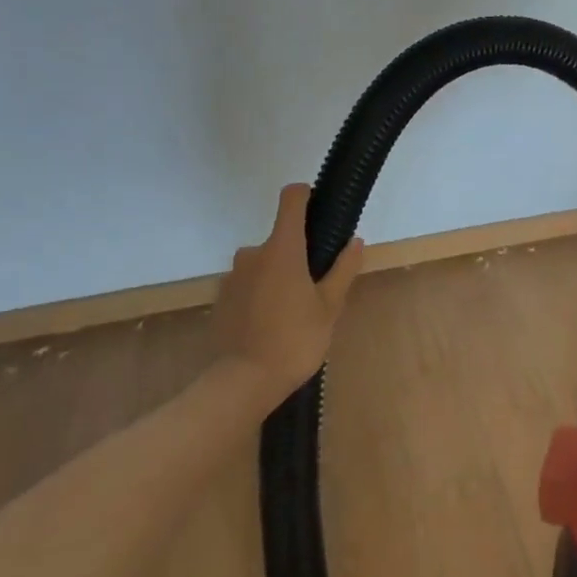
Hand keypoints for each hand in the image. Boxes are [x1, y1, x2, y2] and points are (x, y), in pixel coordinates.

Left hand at [212, 184, 363, 402]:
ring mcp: (232, 276)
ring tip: (293, 312)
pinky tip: (270, 324)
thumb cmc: (294, 340)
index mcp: (282, 249)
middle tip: (315, 288)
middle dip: (297, 255)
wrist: (242, 382)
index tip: (319, 208)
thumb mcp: (329, 307)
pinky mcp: (220, 298)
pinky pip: (247, 284)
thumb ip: (342, 269)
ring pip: (263, 264)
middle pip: (280, 239)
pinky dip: (260, 294)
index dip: (305, 195)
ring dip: (278, 276)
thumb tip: (355, 241)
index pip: (291, 199)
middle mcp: (253, 253)